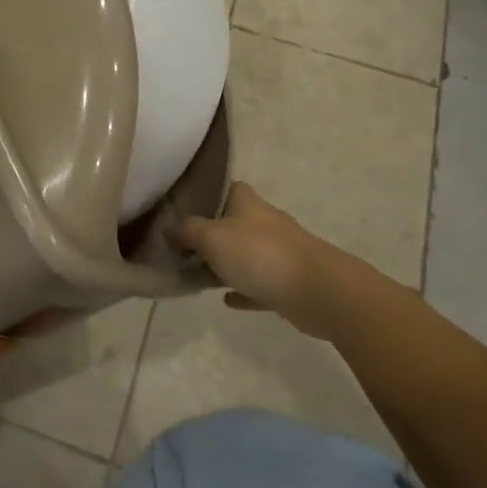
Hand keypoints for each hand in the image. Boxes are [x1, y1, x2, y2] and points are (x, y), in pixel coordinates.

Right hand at [171, 183, 334, 337]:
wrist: (319, 291)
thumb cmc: (261, 255)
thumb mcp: (212, 237)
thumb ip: (187, 231)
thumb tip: (167, 228)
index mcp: (249, 204)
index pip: (229, 188)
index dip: (209, 193)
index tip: (185, 207)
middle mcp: (266, 223)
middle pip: (235, 221)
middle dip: (212, 231)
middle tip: (182, 245)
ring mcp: (280, 254)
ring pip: (246, 254)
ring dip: (226, 263)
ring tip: (197, 274)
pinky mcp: (288, 283)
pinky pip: (258, 284)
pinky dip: (242, 290)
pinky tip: (226, 299)